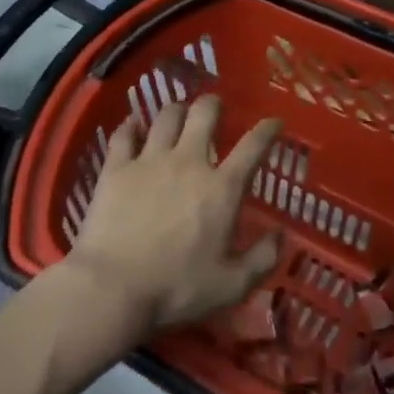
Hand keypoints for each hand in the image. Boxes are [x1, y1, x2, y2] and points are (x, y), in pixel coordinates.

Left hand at [64, 97, 283, 341]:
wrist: (113, 286)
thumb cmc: (177, 289)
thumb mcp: (232, 285)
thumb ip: (263, 259)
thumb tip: (281, 235)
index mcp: (222, 189)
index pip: (253, 147)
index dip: (267, 130)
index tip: (273, 122)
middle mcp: (188, 163)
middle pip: (204, 114)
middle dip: (213, 105)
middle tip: (214, 108)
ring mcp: (149, 161)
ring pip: (166, 117)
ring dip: (176, 111)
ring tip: (178, 114)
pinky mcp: (116, 167)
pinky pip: (124, 134)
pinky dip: (131, 126)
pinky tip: (133, 125)